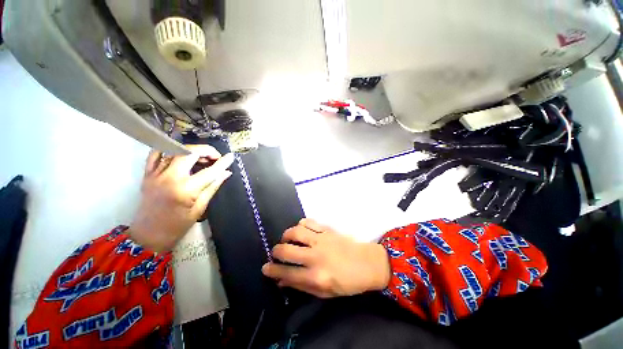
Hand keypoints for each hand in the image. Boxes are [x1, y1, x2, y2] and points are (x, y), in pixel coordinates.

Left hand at [129, 145, 233, 252]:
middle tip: (215, 157)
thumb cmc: (178, 225)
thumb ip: (213, 186)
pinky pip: (155, 154)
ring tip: (201, 157)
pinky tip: (180, 154)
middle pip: (189, 153)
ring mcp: (155, 174)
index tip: (231, 157)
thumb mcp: (200, 207)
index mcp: (185, 189)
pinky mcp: (147, 174)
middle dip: (206, 150)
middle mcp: (169, 178)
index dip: (222, 163)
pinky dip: (169, 149)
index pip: (209, 171)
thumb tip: (226, 173)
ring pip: (174, 150)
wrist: (148, 235)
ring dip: (191, 150)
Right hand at [262, 219, 390, 297]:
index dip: (272, 270)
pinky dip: (301, 224)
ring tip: (287, 239)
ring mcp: (321, 240)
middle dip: (276, 251)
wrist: (367, 264)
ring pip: (295, 231)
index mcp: (316, 276)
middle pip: (286, 250)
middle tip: (275, 253)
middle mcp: (315, 256)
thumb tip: (282, 280)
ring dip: (286, 235)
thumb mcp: (325, 292)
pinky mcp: (327, 229)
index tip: (265, 268)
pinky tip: (301, 230)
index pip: (286, 272)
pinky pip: (309, 222)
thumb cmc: (347, 283)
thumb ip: (302, 286)